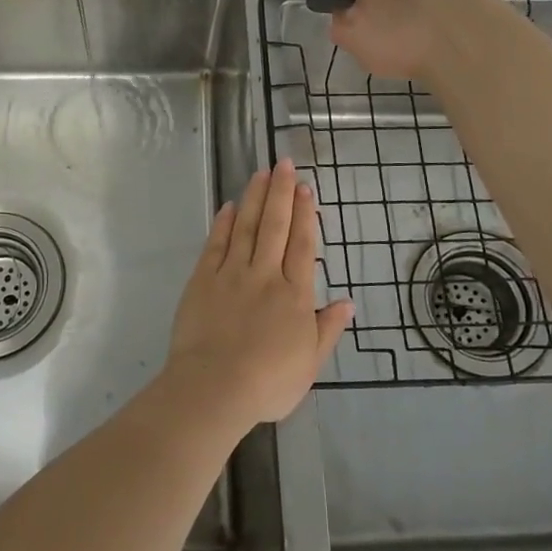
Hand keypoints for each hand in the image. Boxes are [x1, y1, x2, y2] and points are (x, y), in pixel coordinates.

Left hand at [161, 160, 353, 429]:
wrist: (215, 387)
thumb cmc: (268, 382)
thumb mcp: (310, 363)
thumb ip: (328, 329)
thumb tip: (348, 302)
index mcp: (294, 294)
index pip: (303, 245)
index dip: (306, 214)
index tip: (306, 187)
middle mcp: (265, 274)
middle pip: (275, 226)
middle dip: (281, 192)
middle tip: (283, 163)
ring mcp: (232, 273)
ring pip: (246, 227)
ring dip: (254, 198)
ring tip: (260, 173)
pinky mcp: (203, 279)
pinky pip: (215, 244)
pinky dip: (222, 223)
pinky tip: (228, 206)